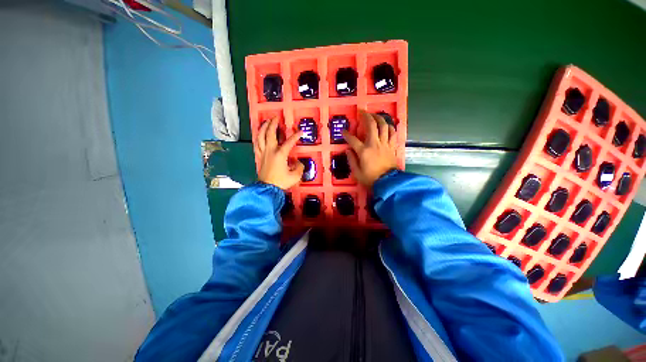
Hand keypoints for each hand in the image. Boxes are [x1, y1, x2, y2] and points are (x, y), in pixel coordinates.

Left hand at [256, 117, 303, 189]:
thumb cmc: (281, 182)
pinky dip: (257, 137)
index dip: (295, 136)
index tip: (300, 132)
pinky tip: (259, 134)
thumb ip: (299, 167)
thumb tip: (298, 163)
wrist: (267, 188)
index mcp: (280, 154)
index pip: (289, 142)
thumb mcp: (295, 176)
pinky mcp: (259, 156)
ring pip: (260, 137)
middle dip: (273, 124)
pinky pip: (257, 144)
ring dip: (263, 128)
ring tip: (266, 122)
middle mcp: (270, 151)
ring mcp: (263, 153)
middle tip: (276, 117)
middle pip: (270, 134)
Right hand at [343, 111, 398, 187]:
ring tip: (374, 115)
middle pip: (371, 125)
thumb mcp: (356, 172)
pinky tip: (387, 125)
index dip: (346, 134)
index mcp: (364, 151)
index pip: (352, 139)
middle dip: (366, 116)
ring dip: (379, 118)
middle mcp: (375, 144)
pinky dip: (390, 127)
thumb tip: (348, 150)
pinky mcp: (392, 147)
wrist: (388, 183)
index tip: (343, 131)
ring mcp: (385, 144)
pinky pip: (393, 133)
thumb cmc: (370, 179)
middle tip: (362, 112)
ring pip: (384, 126)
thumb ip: (351, 160)